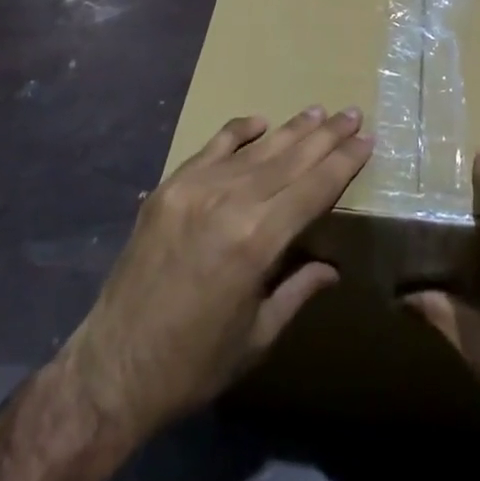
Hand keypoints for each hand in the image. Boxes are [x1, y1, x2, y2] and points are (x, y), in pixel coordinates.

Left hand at [60, 106, 372, 445]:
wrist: (113, 368)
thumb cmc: (194, 363)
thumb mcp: (257, 337)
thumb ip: (297, 290)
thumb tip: (332, 266)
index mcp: (258, 241)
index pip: (314, 188)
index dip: (343, 162)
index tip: (366, 139)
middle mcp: (231, 202)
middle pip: (291, 158)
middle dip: (326, 136)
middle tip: (351, 113)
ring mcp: (196, 188)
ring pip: (256, 149)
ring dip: (291, 129)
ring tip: (318, 112)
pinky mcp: (170, 186)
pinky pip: (213, 147)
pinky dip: (239, 131)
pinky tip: (260, 122)